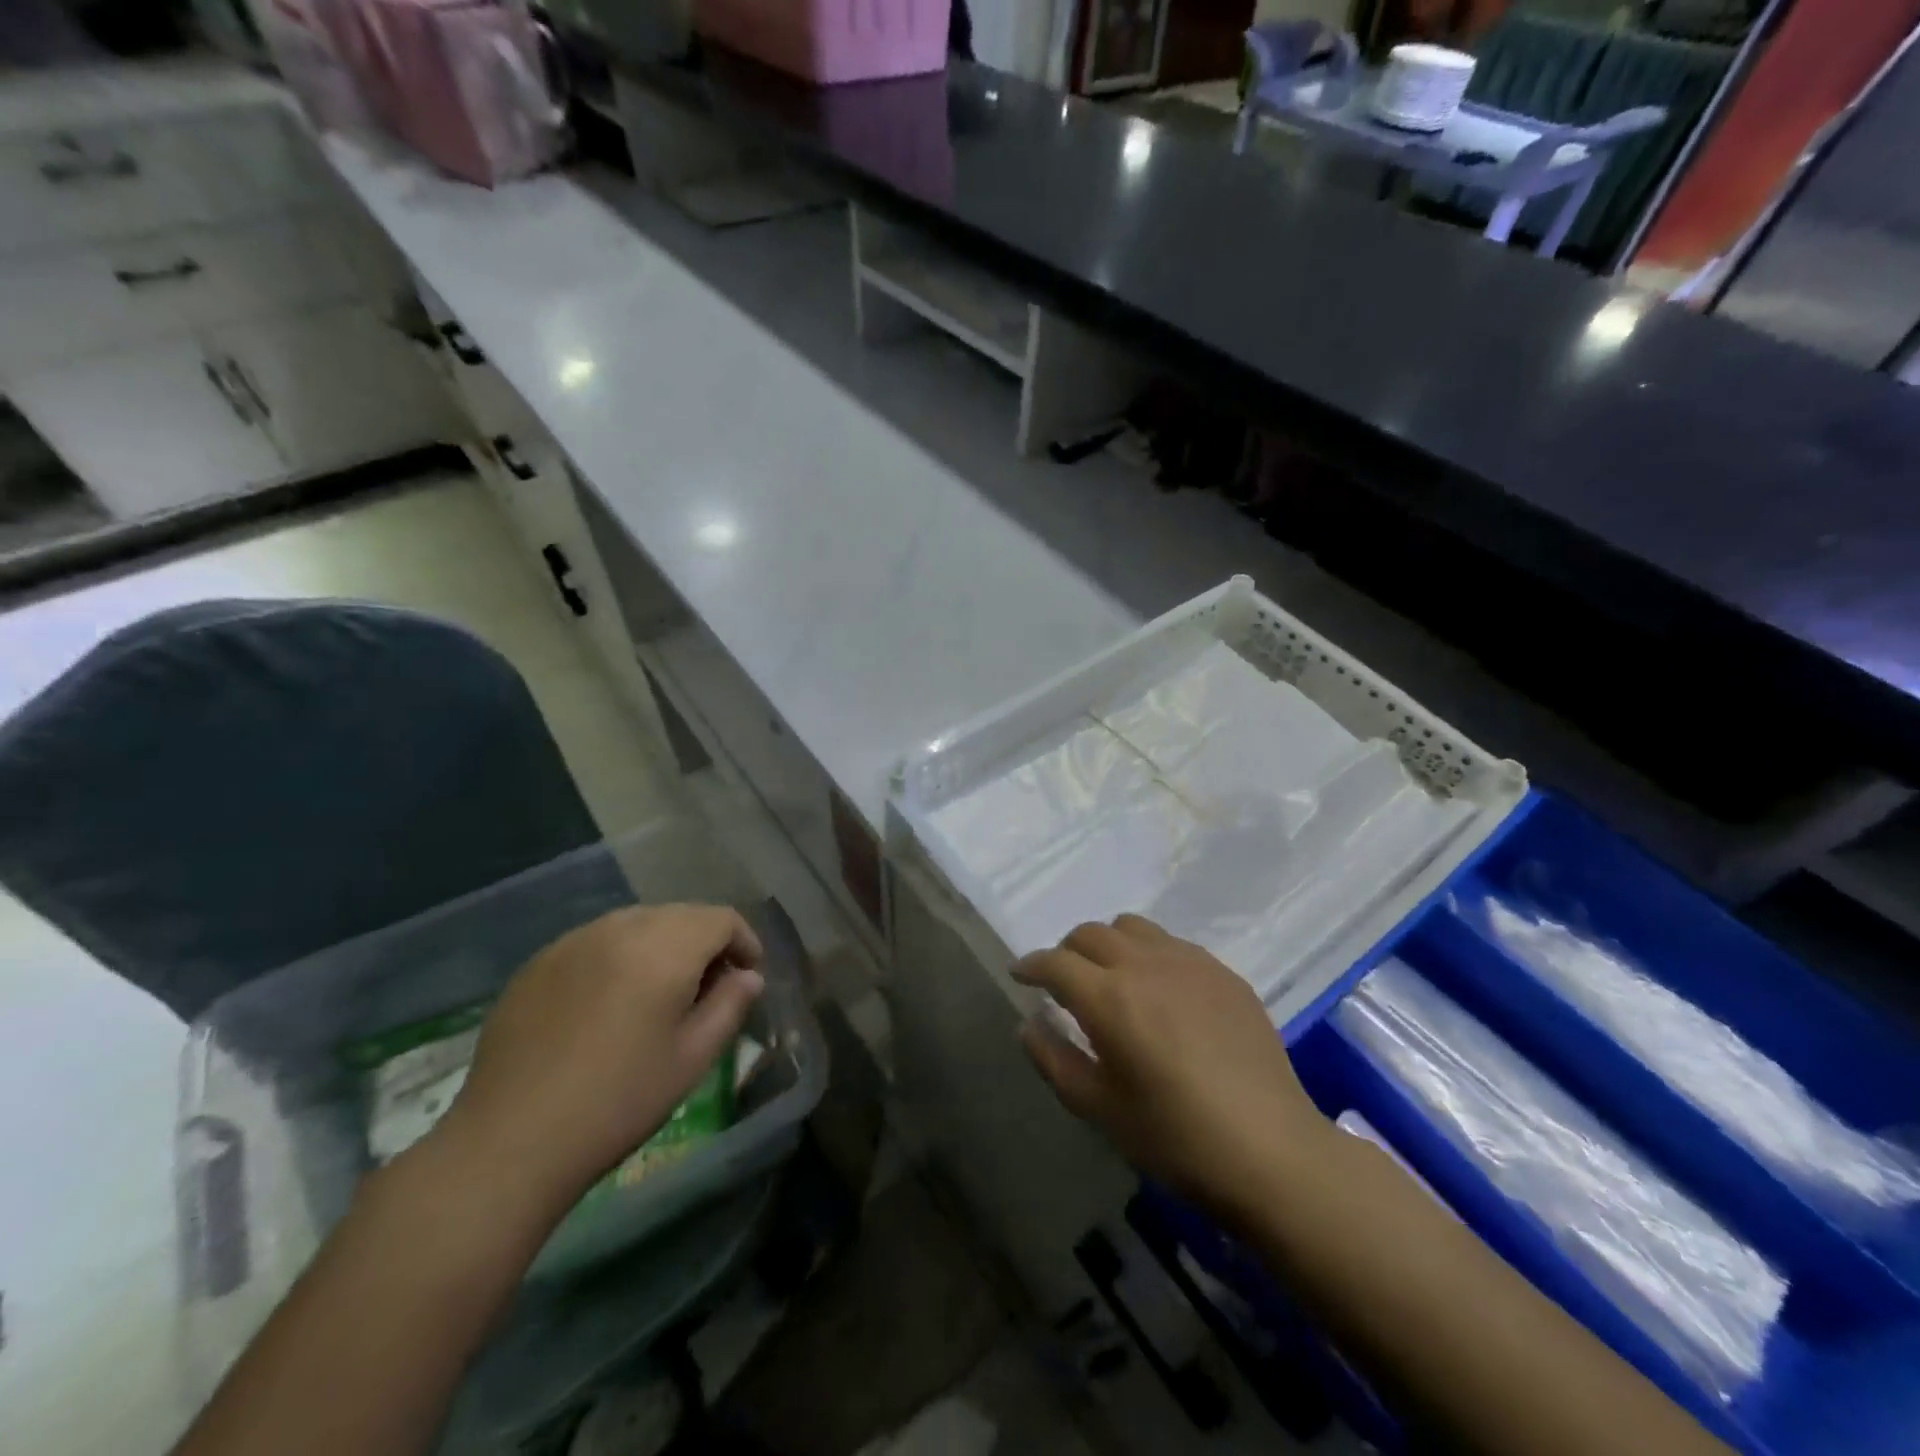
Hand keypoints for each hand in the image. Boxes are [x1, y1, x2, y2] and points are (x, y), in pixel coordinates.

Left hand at [426, 905, 763, 1218]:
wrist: (509, 1142)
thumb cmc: (618, 1102)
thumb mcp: (692, 1058)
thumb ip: (729, 1006)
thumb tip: (748, 976)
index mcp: (663, 948)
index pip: (720, 919)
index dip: (744, 941)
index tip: (747, 976)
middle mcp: (619, 928)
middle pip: (680, 915)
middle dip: (705, 942)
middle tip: (708, 987)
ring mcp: (572, 941)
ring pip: (637, 922)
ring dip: (662, 945)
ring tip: (660, 992)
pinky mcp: (538, 962)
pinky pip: (596, 940)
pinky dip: (619, 956)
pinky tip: (609, 1002)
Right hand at [1014, 915, 1329, 1219]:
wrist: (1271, 1151)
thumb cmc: (1175, 1138)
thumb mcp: (1099, 1109)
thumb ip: (1054, 1059)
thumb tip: (1029, 1023)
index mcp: (1109, 997)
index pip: (1055, 962)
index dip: (1030, 965)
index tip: (1020, 975)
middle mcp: (1145, 964)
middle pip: (1090, 933)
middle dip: (1066, 951)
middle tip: (1064, 981)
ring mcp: (1189, 962)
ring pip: (1132, 927)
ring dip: (1109, 943)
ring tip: (1112, 977)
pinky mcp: (1223, 972)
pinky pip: (1172, 943)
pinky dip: (1150, 954)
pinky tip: (1161, 991)